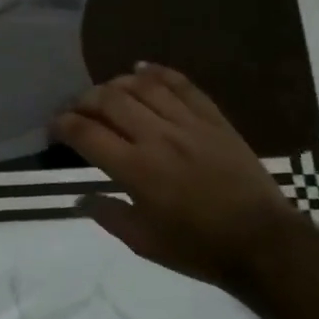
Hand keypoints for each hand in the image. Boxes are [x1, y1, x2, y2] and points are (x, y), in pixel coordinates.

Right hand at [52, 64, 311, 285]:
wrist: (265, 244)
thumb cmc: (199, 248)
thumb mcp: (144, 243)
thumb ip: (108, 215)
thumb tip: (79, 198)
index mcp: (135, 170)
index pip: (85, 134)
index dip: (62, 125)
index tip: (54, 127)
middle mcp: (157, 138)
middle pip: (109, 100)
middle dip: (83, 100)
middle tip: (77, 110)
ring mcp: (188, 125)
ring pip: (143, 86)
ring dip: (116, 84)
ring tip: (106, 92)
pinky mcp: (214, 120)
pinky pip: (182, 85)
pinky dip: (158, 72)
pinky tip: (142, 69)